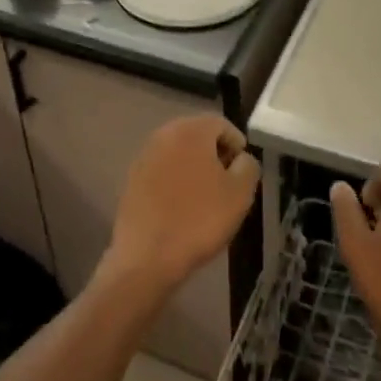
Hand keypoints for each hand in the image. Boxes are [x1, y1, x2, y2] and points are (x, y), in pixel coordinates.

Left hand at [102, 115, 258, 297]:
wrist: (147, 256)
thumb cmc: (200, 219)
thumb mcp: (240, 193)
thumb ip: (248, 166)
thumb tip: (241, 158)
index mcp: (191, 130)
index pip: (221, 124)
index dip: (236, 144)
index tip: (243, 170)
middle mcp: (164, 134)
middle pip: (197, 135)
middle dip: (215, 154)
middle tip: (228, 182)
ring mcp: (144, 156)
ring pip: (178, 153)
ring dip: (194, 167)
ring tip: (207, 196)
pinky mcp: (132, 179)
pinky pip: (162, 171)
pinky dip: (175, 181)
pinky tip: (183, 206)